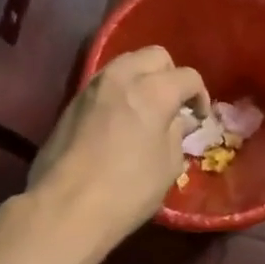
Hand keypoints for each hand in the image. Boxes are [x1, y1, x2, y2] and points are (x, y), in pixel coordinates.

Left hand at [28, 46, 206, 255]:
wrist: (64, 207)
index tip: (199, 118)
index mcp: (153, 90)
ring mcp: (92, 87)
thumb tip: (179, 120)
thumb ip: (177, 134)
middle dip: (170, 75)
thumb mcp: (168, 166)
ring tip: (146, 110)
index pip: (187, 77)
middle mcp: (122, 77)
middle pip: (154, 56)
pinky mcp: (72, 102)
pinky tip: (120, 120)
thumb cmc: (127, 190)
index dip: (200, 96)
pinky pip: (104, 83)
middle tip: (173, 105)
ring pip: (125, 63)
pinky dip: (119, 91)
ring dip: (142, 78)